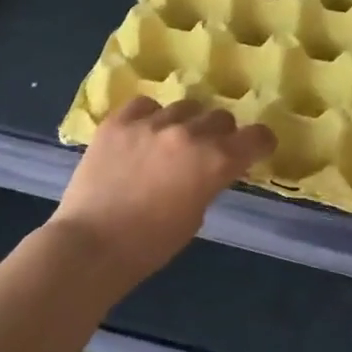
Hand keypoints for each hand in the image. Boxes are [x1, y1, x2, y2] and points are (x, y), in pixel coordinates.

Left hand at [50, 97, 276, 289]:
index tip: (254, 149)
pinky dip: (150, 116)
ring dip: (186, 123)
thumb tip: (210, 169)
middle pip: (220, 117)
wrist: (91, 246)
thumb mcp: (196, 215)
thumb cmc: (150, 245)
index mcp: (216, 161)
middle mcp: (189, 133)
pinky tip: (142, 133)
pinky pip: (145, 105)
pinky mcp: (119, 121)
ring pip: (185, 106)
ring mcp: (152, 123)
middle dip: (220, 134)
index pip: (257, 136)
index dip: (259, 142)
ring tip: (170, 141)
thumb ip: (210, 182)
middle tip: (206, 151)